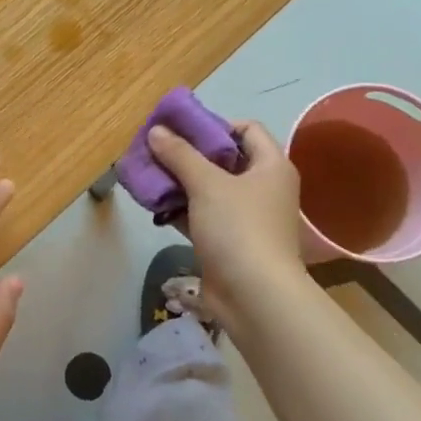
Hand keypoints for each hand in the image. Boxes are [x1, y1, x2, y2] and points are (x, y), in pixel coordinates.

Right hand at [147, 120, 303, 324]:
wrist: (255, 296)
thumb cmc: (238, 228)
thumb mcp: (207, 184)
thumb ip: (180, 154)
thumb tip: (156, 130)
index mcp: (271, 166)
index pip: (246, 129)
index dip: (214, 125)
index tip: (181, 130)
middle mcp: (263, 188)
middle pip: (224, 160)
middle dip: (188, 154)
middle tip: (156, 150)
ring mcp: (247, 218)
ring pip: (210, 190)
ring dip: (181, 182)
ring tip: (148, 175)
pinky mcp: (229, 243)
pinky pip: (203, 216)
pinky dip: (182, 209)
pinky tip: (155, 204)